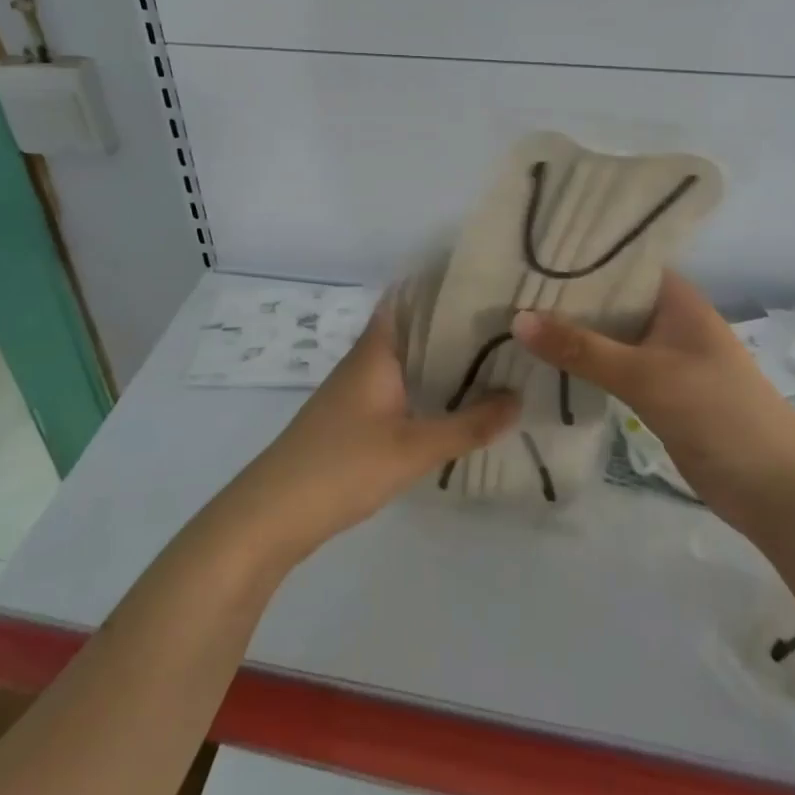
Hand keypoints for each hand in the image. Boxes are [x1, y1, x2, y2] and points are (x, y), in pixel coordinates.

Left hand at [218, 303, 519, 566]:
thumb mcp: (414, 447)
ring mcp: (357, 389)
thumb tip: (519, 398)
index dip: (444, 287)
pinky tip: (455, 403)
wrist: (275, 512)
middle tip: (507, 325)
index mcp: (377, 350)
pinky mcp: (354, 417)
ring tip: (493, 358)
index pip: (410, 298)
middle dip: (454, 327)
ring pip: (407, 361)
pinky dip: (427, 387)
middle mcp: (366, 360)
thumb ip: (468, 424)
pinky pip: (399, 387)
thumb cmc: (344, 465)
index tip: (488, 283)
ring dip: (442, 359)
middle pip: (413, 330)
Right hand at [510, 272, 794, 519]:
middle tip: (503, 287)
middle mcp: (667, 318)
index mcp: (675, 297)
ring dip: (569, 332)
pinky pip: (610, 367)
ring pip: (606, 334)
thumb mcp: (647, 375)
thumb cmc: (719, 414)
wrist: (777, 490)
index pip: (618, 261)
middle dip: (562, 296)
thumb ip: (583, 348)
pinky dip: (582, 364)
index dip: (575, 256)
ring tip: (510, 319)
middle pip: (607, 298)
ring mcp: (662, 356)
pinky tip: (542, 362)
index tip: (524, 252)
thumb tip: (517, 318)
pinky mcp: (656, 391)